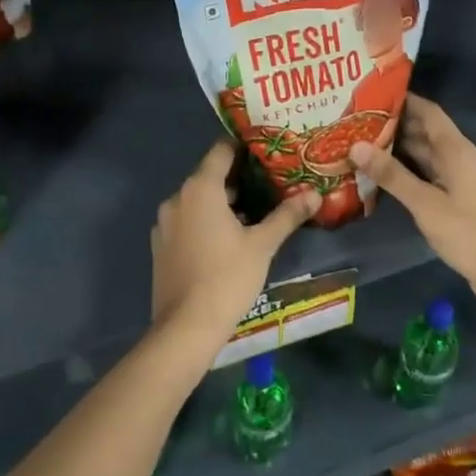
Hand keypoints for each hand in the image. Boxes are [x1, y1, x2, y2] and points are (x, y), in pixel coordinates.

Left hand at [150, 143, 317, 344]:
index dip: (244, 146)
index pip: (221, 150)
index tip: (267, 149)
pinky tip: (230, 239)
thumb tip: (315, 194)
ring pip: (198, 201)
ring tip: (256, 211)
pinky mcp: (161, 247)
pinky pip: (187, 221)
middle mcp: (177, 198)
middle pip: (210, 176)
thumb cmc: (227, 277)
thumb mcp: (263, 245)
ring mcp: (164, 224)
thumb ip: (287, 215)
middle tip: (270, 182)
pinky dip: (207, 221)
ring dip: (223, 202)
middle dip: (239, 178)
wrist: (185, 328)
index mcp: (200, 188)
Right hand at [350, 94, 475, 296]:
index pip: (428, 111)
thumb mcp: (424, 203)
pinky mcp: (456, 196)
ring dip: (399, 147)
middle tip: (359, 119)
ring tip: (364, 141)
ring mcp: (459, 177)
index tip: (373, 94)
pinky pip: (428, 172)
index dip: (404, 100)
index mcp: (456, 149)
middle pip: (425, 131)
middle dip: (396, 123)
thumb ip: (391, 174)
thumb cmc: (466, 230)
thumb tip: (356, 145)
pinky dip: (408, 168)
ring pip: (426, 153)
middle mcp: (459, 156)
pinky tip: (384, 172)